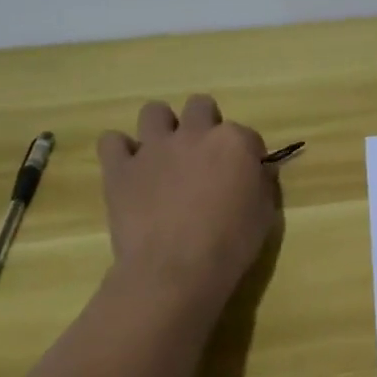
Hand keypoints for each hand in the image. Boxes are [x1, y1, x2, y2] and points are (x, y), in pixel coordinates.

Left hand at [96, 95, 279, 302]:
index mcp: (234, 142)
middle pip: (200, 106)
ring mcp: (154, 148)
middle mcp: (194, 134)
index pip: (247, 135)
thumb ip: (262, 182)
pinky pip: (112, 141)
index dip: (247, 155)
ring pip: (154, 111)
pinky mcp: (120, 168)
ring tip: (165, 154)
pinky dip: (121, 151)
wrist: (175, 270)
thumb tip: (258, 170)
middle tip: (204, 156)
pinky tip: (130, 168)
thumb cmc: (230, 244)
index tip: (245, 175)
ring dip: (162, 127)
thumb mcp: (264, 213)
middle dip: (204, 123)